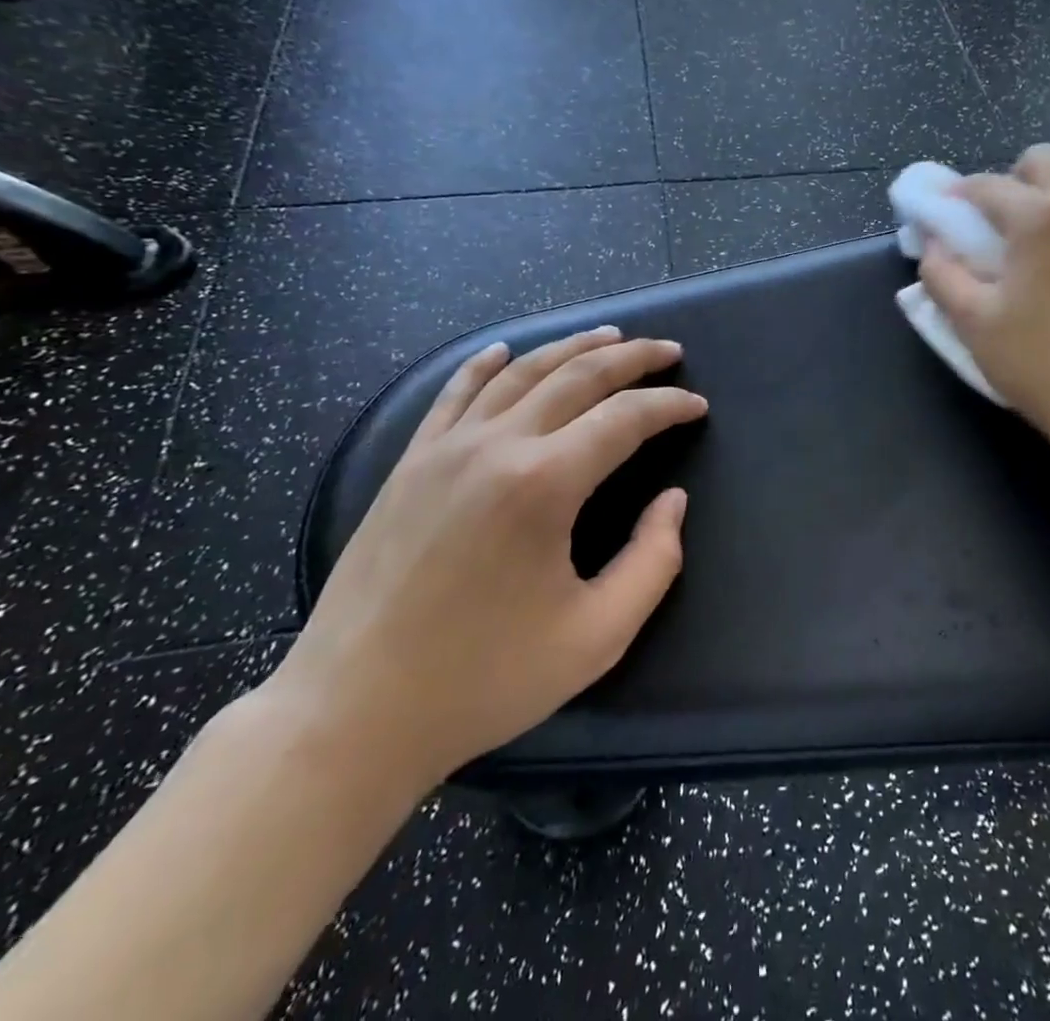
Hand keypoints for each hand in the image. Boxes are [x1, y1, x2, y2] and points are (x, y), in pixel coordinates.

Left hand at [271, 329, 707, 794]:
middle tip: (668, 351)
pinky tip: (504, 350)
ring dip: (571, 347)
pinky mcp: (409, 464)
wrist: (352, 713)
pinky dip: (486, 364)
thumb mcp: (596, 636)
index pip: (624, 418)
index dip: (669, 405)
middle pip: (577, 376)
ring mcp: (445, 449)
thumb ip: (653, 562)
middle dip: (632, 358)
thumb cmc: (484, 679)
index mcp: (544, 483)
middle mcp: (496, 446)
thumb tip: (673, 501)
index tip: (697, 406)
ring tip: (610, 336)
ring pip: (520, 372)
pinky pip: (454, 394)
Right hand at [920, 144, 1049, 457]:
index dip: (955, 196)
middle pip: (1043, 163)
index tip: (941, 218)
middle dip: (1010, 183)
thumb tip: (934, 245)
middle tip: (993, 230)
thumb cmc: (1043, 366)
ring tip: (1034, 265)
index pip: (986, 185)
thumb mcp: (974, 324)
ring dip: (1047, 211)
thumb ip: (942, 275)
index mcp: (1041, 219)